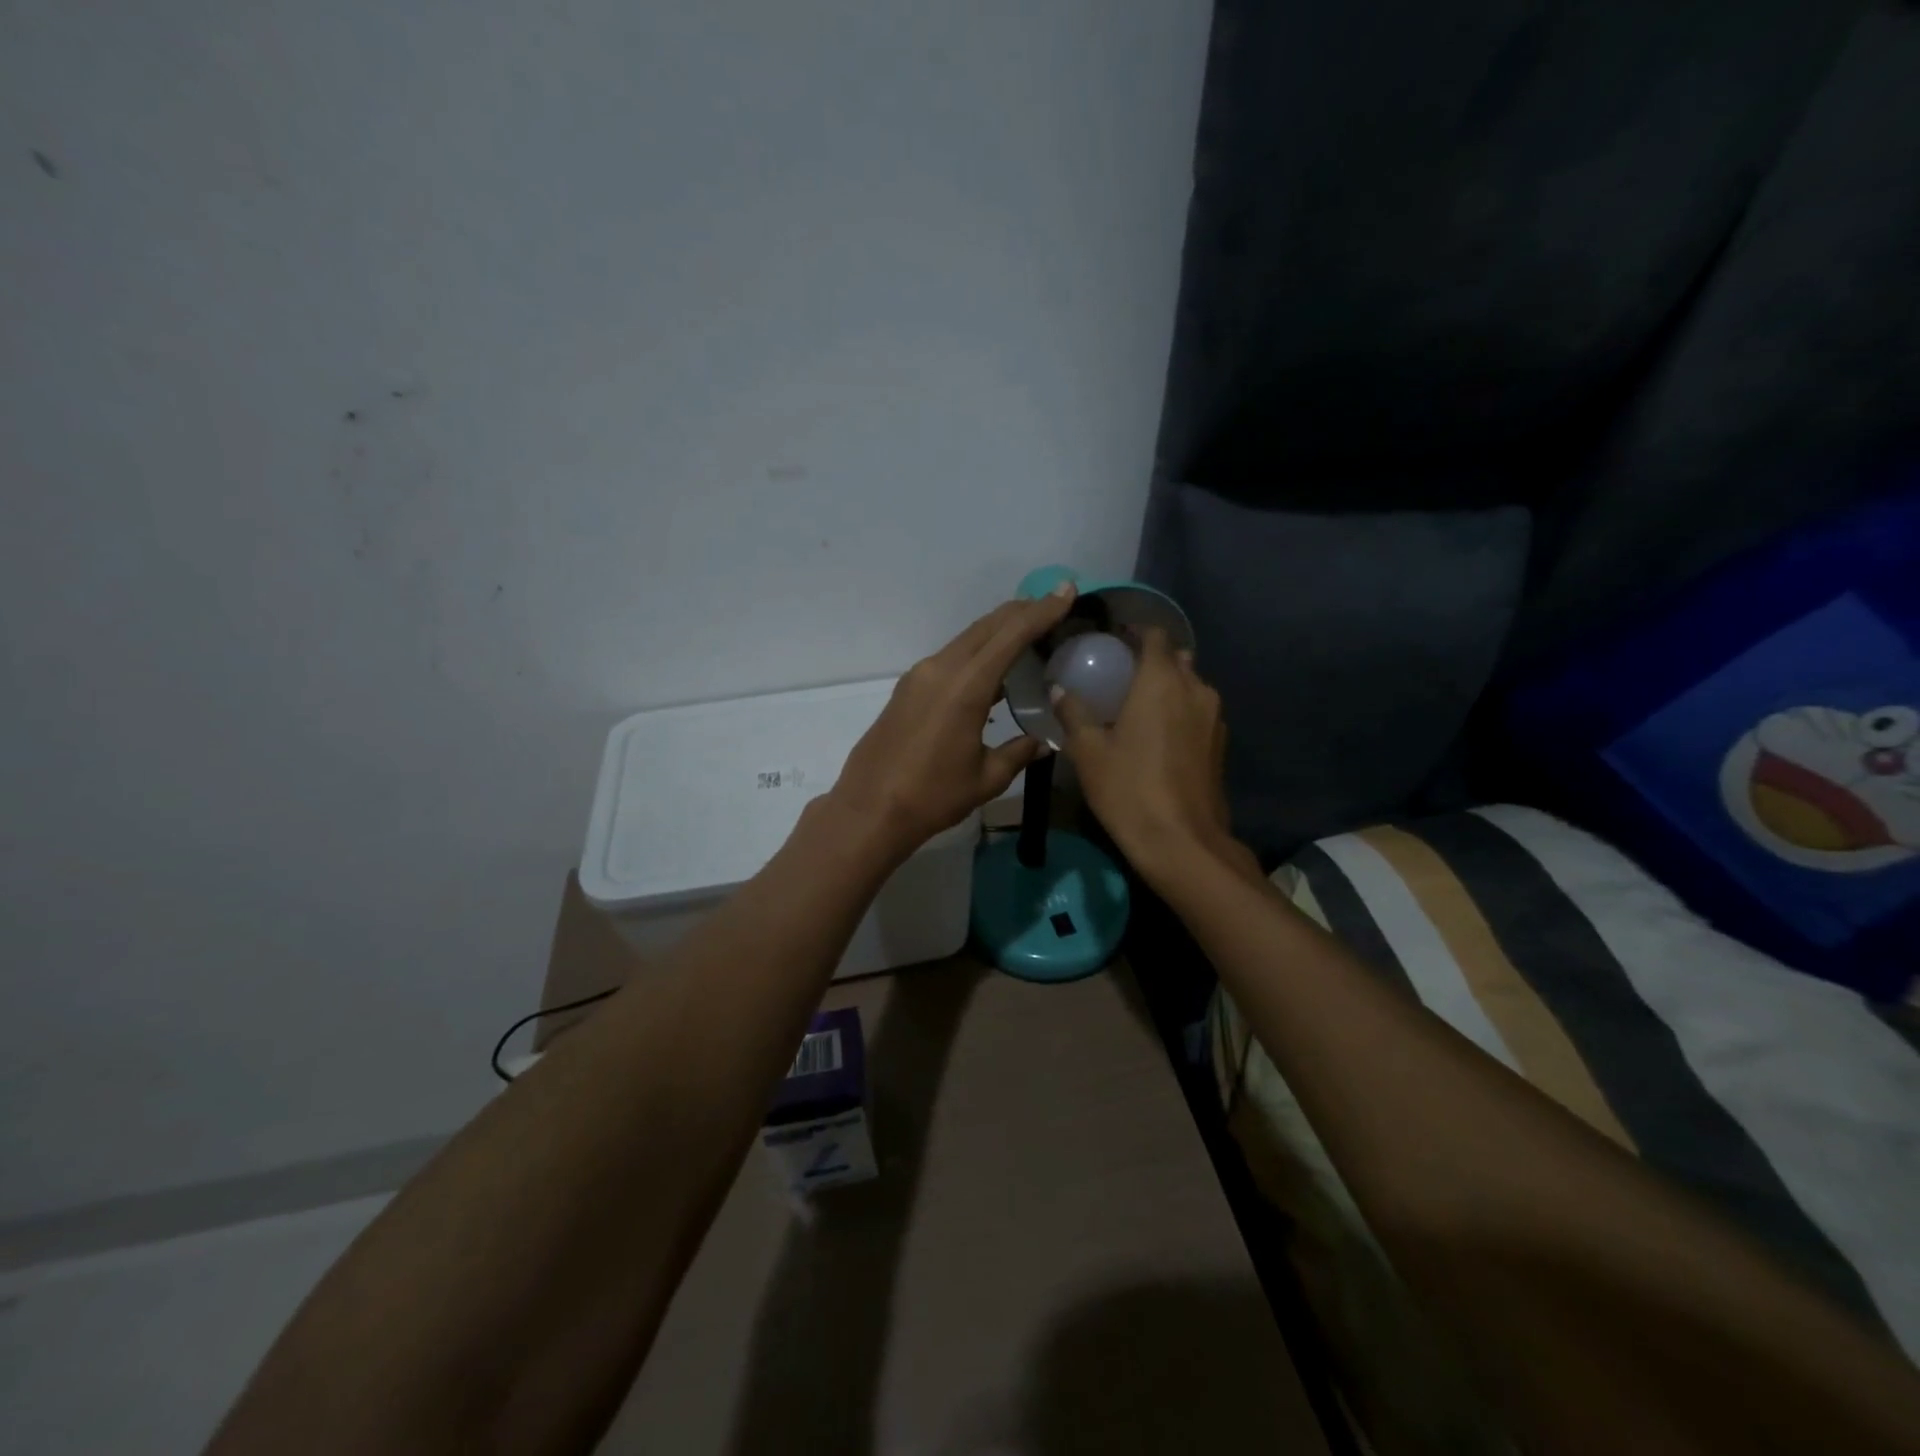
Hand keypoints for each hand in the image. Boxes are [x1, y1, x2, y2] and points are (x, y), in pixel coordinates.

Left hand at [830, 583, 1078, 858]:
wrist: (869, 809)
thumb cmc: (932, 797)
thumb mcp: (986, 778)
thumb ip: (1018, 752)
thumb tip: (1042, 743)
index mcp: (965, 686)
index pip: (1011, 635)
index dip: (1042, 611)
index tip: (1066, 591)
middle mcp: (940, 669)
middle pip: (987, 627)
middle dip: (1022, 611)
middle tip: (1052, 603)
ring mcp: (919, 676)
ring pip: (966, 639)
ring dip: (998, 630)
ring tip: (1029, 629)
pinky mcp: (908, 689)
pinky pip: (951, 657)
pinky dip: (977, 651)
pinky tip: (992, 667)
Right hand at [1054, 628, 1246, 889]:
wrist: (1182, 841)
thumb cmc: (1128, 789)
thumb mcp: (1088, 752)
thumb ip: (1073, 713)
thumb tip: (1058, 689)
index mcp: (1161, 682)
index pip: (1155, 636)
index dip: (1134, 632)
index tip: (1112, 640)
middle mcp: (1194, 689)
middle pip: (1175, 659)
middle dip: (1150, 660)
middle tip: (1119, 675)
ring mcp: (1213, 717)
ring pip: (1190, 686)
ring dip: (1167, 687)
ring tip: (1137, 705)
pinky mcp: (1220, 743)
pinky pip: (1198, 711)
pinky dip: (1179, 711)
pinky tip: (1158, 735)